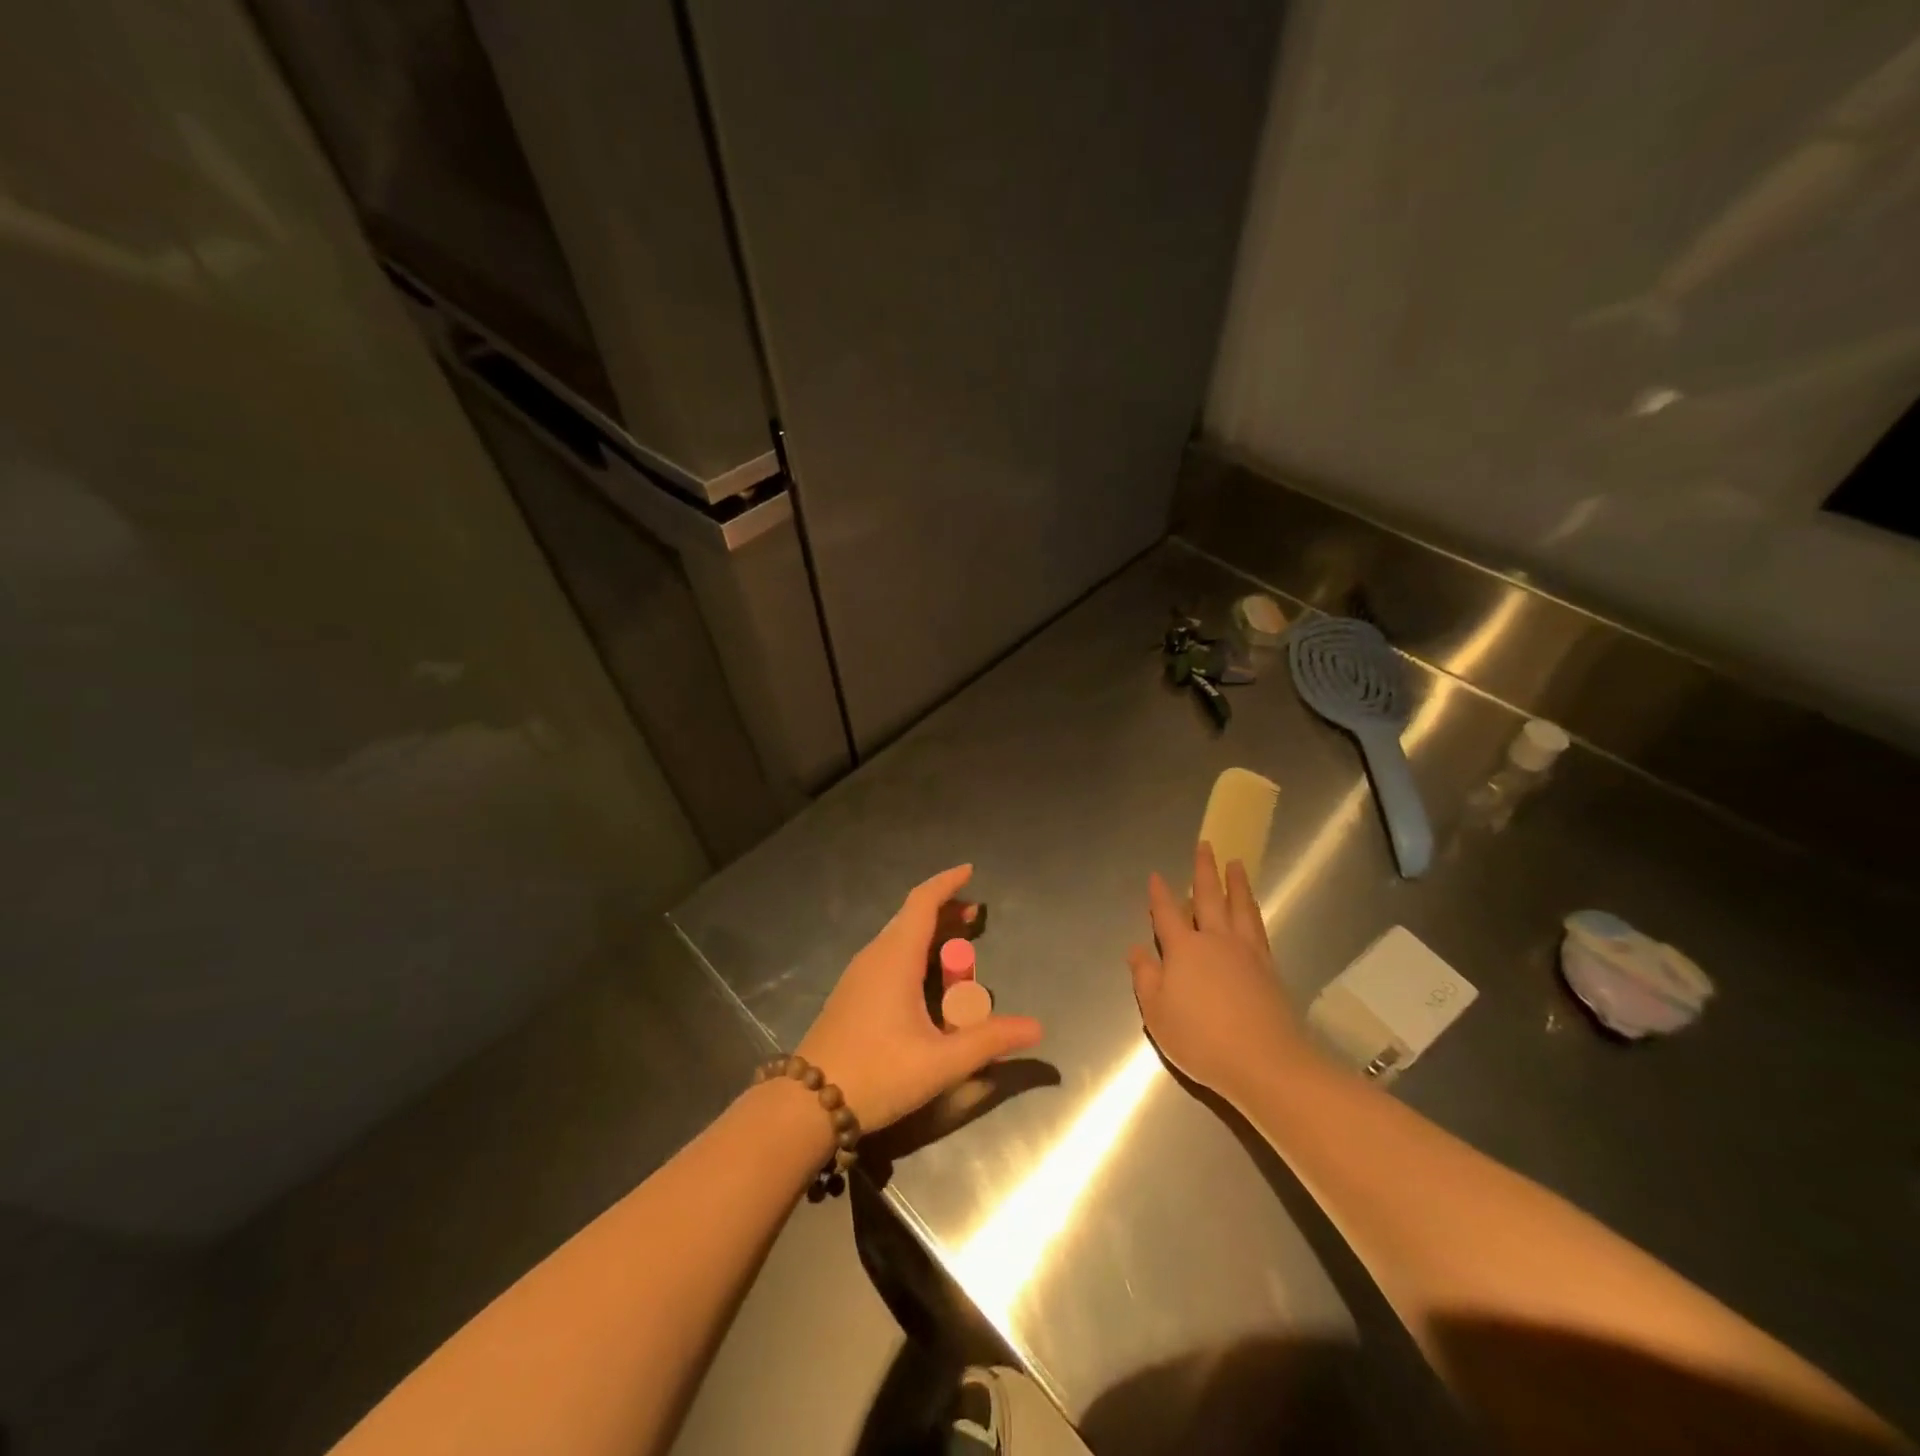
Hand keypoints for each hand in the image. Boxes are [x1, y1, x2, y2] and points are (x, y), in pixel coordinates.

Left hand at [798, 865, 1042, 1131]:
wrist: (806, 1105)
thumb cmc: (877, 1074)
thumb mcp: (941, 1062)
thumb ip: (990, 1041)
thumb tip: (1037, 1028)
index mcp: (895, 958)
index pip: (922, 902)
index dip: (947, 883)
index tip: (970, 871)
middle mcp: (874, 956)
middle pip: (911, 917)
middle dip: (945, 910)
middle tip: (976, 915)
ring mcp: (858, 975)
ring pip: (898, 938)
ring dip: (929, 933)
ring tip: (959, 944)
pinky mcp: (851, 994)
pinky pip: (888, 956)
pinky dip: (914, 952)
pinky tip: (927, 981)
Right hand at [1128, 842, 1312, 1105]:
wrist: (1265, 1062)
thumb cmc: (1201, 1039)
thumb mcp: (1157, 1013)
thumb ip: (1145, 978)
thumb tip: (1136, 950)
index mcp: (1183, 949)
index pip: (1167, 914)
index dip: (1159, 895)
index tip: (1156, 875)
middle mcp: (1215, 941)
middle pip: (1209, 897)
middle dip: (1204, 870)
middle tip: (1205, 845)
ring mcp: (1246, 952)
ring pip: (1239, 907)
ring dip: (1236, 883)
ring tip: (1236, 863)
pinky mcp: (1269, 967)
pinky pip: (1258, 927)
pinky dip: (1253, 911)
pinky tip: (1252, 909)